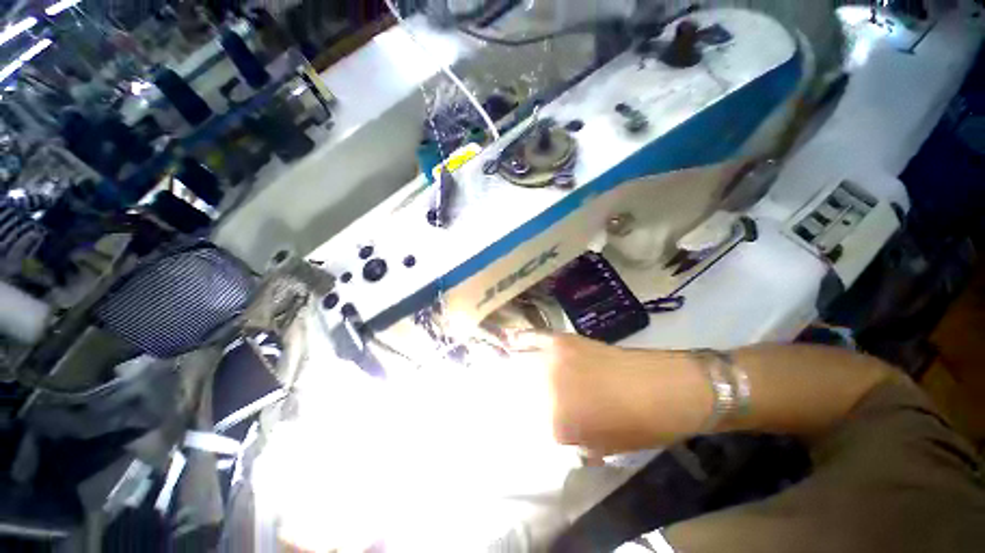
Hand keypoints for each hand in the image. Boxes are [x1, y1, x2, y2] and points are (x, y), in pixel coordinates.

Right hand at [510, 332, 681, 454]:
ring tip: (505, 366)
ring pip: (518, 363)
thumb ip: (564, 438)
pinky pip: (533, 338)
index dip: (518, 418)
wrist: (663, 389)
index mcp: (554, 425)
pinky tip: (510, 339)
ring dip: (511, 366)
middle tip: (513, 392)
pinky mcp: (561, 340)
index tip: (515, 413)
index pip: (521, 421)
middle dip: (512, 392)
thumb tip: (545, 424)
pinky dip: (520, 339)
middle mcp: (546, 391)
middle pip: (516, 389)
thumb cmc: (636, 427)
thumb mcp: (597, 448)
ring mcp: (552, 361)